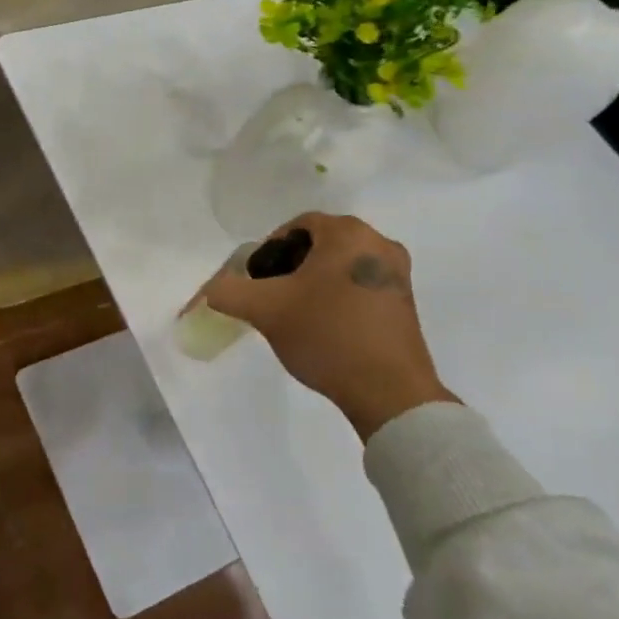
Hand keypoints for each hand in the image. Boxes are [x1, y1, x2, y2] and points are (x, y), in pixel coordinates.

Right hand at [196, 213, 454, 439]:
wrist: (388, 392)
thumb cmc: (327, 335)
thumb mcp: (266, 310)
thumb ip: (229, 292)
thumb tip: (213, 290)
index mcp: (348, 233)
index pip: (298, 226)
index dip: (270, 250)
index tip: (258, 280)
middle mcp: (378, 243)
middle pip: (321, 245)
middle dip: (292, 268)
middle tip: (273, 298)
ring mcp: (398, 274)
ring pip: (341, 267)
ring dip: (315, 284)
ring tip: (297, 316)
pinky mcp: (406, 302)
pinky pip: (362, 286)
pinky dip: (339, 298)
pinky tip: (326, 329)